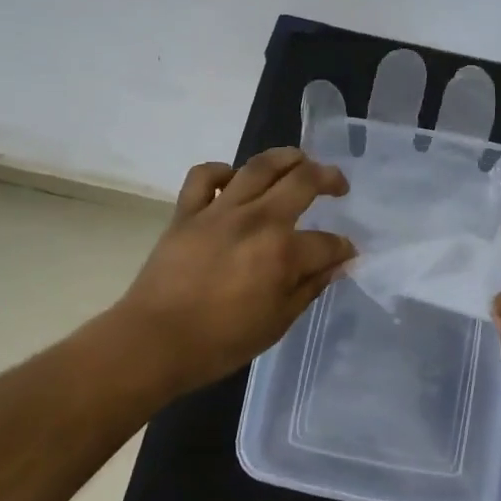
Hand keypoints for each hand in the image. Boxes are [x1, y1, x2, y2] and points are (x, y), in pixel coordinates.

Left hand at [112, 148, 354, 398]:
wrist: (153, 343)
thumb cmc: (219, 342)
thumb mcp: (277, 323)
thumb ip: (309, 288)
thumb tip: (337, 265)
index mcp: (282, 252)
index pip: (327, 242)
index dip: (342, 248)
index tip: (346, 253)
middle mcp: (257, 219)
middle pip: (302, 181)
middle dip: (329, 178)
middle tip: (338, 185)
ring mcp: (220, 210)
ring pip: (259, 166)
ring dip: (286, 157)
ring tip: (300, 160)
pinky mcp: (187, 211)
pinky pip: (204, 176)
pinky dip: (221, 171)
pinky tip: (232, 179)